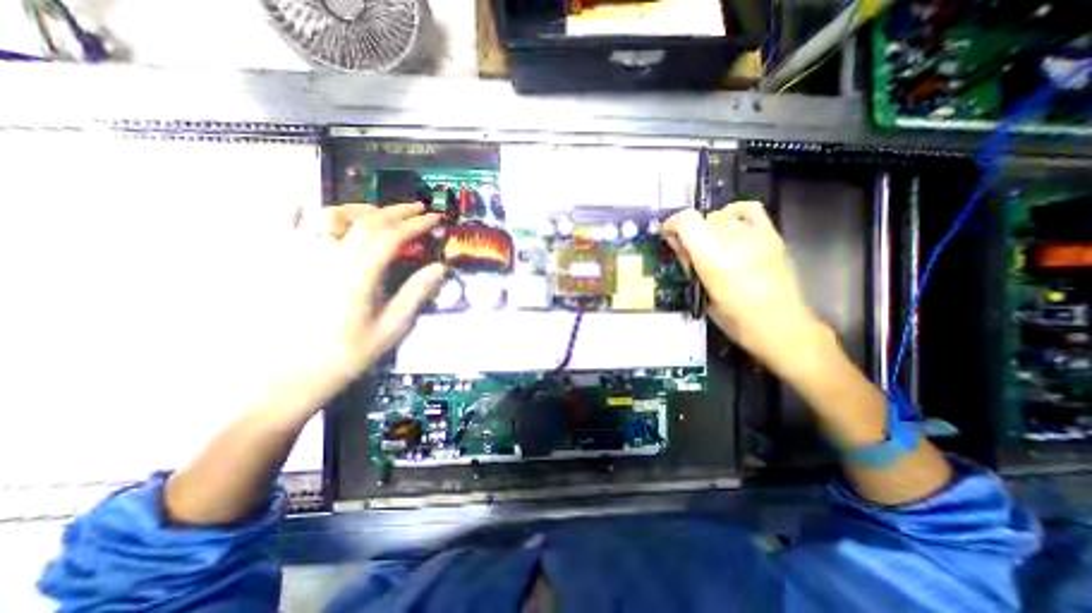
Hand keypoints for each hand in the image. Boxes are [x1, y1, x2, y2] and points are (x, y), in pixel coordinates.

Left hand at [273, 202, 442, 407]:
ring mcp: (306, 258)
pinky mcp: (290, 265)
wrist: (293, 375)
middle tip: (419, 207)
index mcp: (359, 274)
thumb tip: (439, 268)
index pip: (393, 236)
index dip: (417, 224)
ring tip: (383, 211)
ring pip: (334, 217)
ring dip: (364, 209)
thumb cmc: (348, 354)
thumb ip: (415, 294)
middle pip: (368, 221)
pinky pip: (296, 227)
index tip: (435, 219)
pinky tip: (321, 213)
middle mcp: (331, 258)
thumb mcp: (391, 328)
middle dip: (397, 211)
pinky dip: (313, 213)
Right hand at [665, 202, 826, 373]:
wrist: (779, 325)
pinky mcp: (772, 235)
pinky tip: (729, 226)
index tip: (668, 234)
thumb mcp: (701, 294)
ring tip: (711, 244)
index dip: (672, 223)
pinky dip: (733, 213)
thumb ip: (687, 263)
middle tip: (689, 248)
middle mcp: (736, 243)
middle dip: (690, 230)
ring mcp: (757, 237)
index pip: (688, 223)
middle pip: (703, 219)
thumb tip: (673, 240)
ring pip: (721, 215)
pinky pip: (748, 209)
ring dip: (709, 227)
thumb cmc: (734, 319)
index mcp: (715, 262)